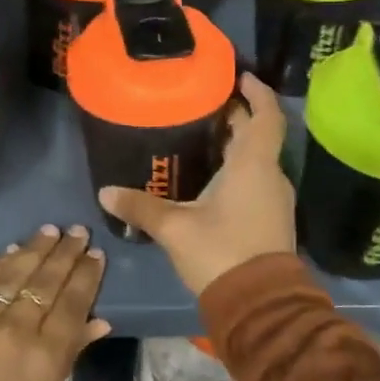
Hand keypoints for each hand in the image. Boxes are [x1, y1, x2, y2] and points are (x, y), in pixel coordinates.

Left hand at [0, 224, 109, 380]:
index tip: (95, 254)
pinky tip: (11, 251)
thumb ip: (72, 353)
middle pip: (46, 281)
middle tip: (77, 231)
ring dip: (34, 250)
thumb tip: (99, 321)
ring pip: (14, 274)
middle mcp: (18, 328)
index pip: (73, 302)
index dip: (86, 275)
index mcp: (47, 353)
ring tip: (49, 231)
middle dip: (64, 253)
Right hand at [98, 72, 295, 297]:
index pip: (265, 115)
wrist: (260, 305)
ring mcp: (274, 199)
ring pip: (257, 159)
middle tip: (204, 103)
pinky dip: (238, 169)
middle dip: (236, 116)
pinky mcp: (271, 219)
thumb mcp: (175, 228)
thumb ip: (141, 207)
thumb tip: (105, 192)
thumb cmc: (221, 252)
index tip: (239, 75)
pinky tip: (210, 177)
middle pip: (257, 135)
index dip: (256, 91)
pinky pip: (256, 180)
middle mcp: (270, 175)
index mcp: (253, 165)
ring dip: (236, 144)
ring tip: (202, 135)